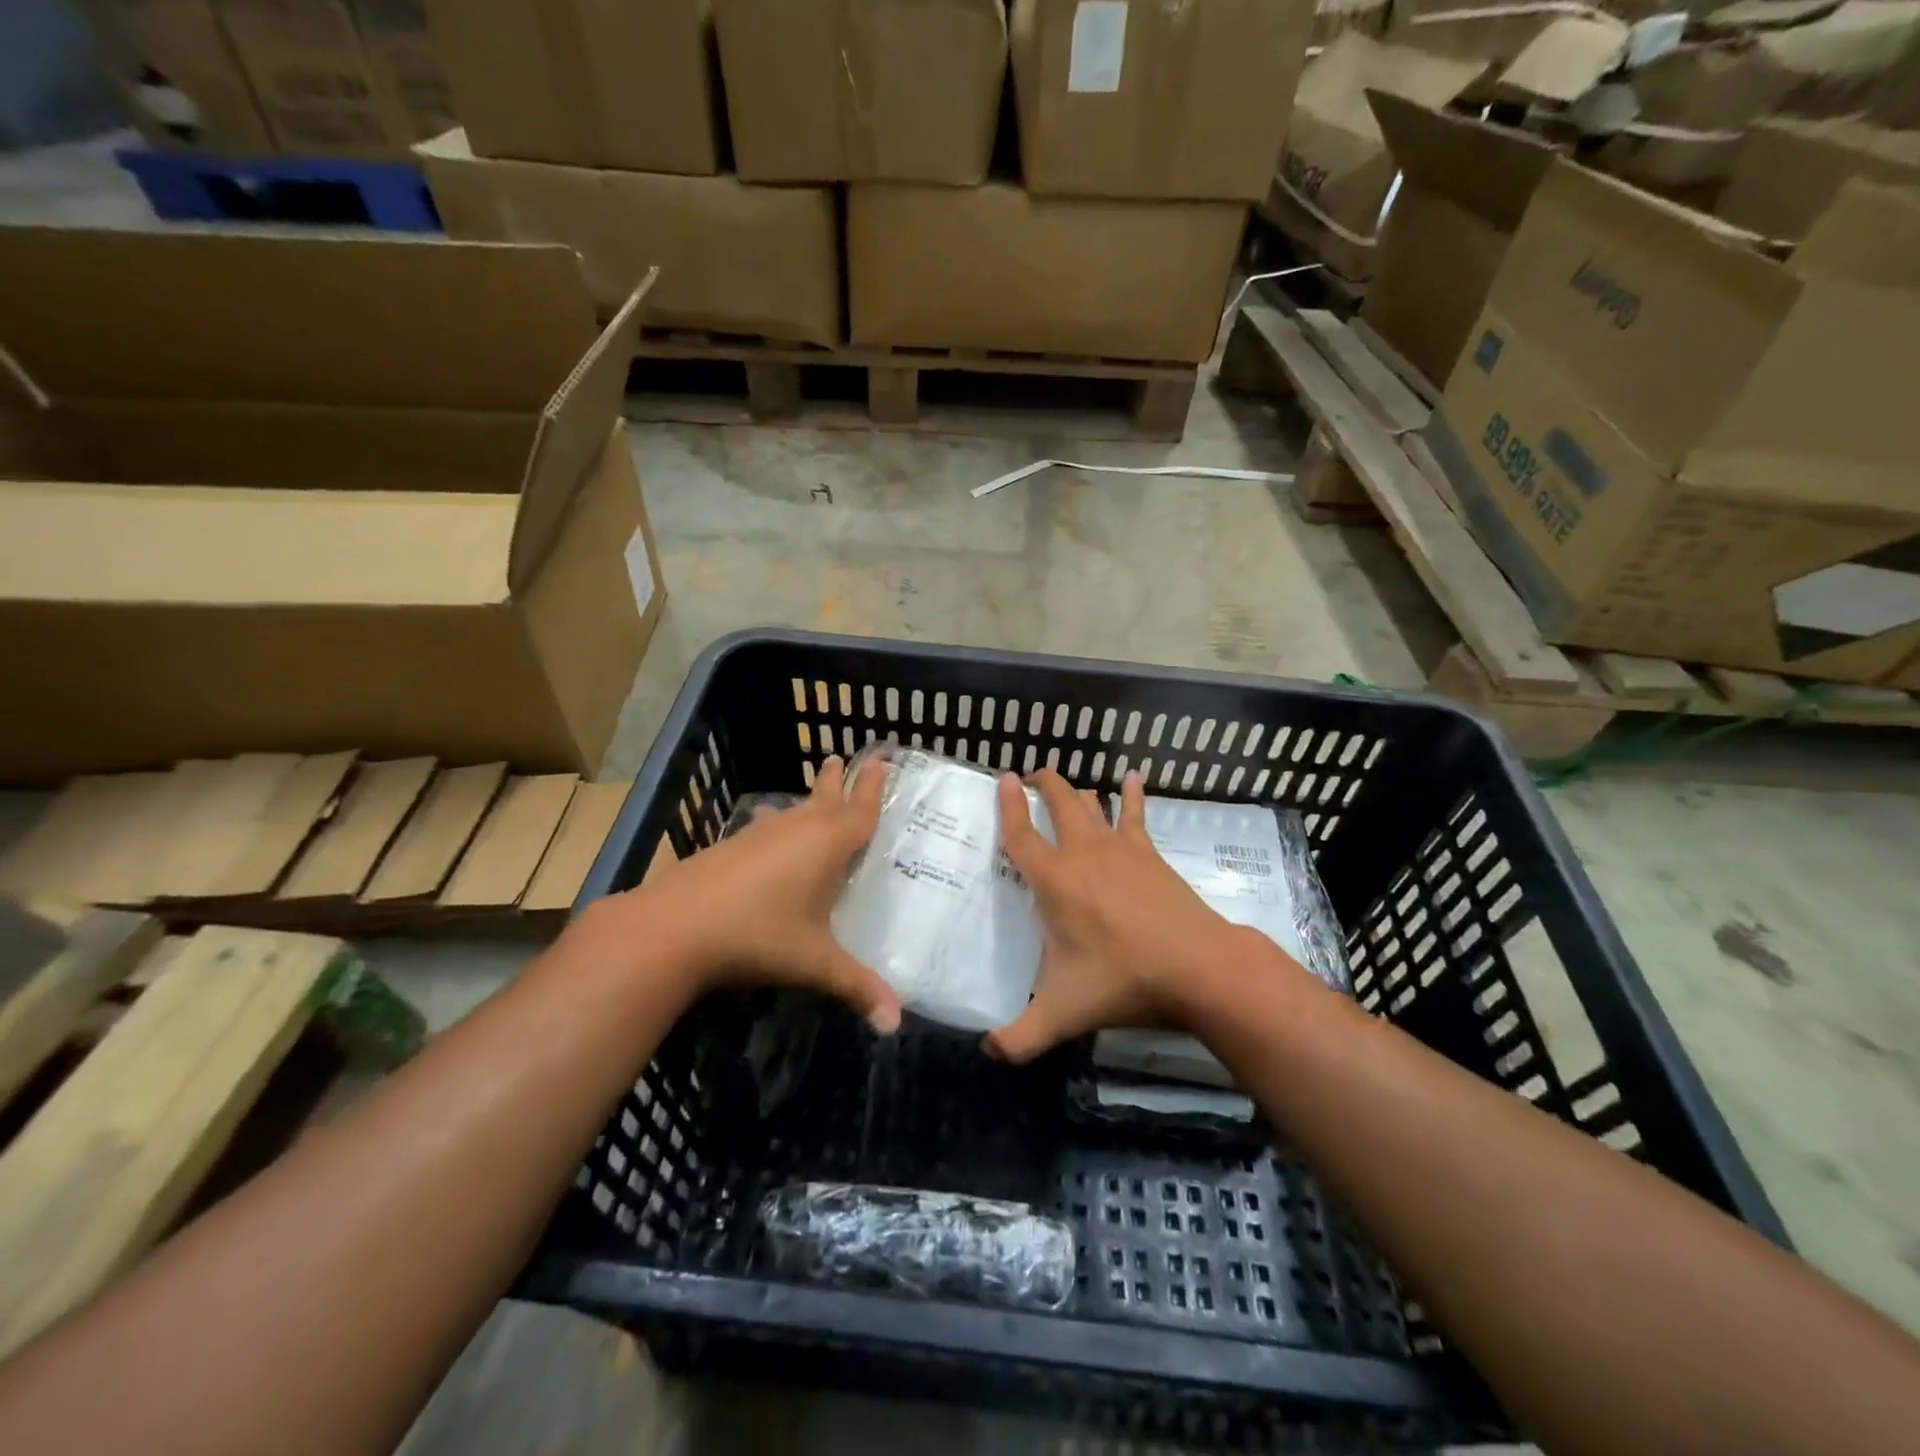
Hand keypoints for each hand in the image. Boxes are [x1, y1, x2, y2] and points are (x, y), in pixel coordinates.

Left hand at [592, 756, 901, 1032]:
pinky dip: (776, 823)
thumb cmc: (758, 936)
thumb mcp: (814, 963)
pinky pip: (765, 827)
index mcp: (826, 845)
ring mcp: (758, 835)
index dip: (873, 786)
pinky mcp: (729, 848)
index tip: (883, 758)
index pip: (860, 810)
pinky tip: (767, 828)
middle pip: (824, 797)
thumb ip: (858, 988)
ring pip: (792, 810)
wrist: (673, 927)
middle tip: (843, 755)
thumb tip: (895, 1025)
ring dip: (807, 800)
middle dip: (838, 779)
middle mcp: (795, 830)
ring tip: (814, 792)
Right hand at [986, 768, 1261, 1062]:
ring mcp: (1120, 849)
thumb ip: (1020, 1037)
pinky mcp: (1150, 854)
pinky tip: (1133, 778)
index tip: (1002, 778)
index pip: (1020, 834)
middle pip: (1058, 802)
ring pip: (1092, 804)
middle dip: (1043, 784)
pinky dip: (1132, 795)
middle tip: (1031, 775)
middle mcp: (1083, 853)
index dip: (1007, 805)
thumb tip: (987, 1052)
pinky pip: (1136, 815)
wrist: (1197, 967)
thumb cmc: (1123, 981)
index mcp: (1054, 881)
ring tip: (1065, 782)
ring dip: (1077, 790)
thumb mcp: (1063, 1013)